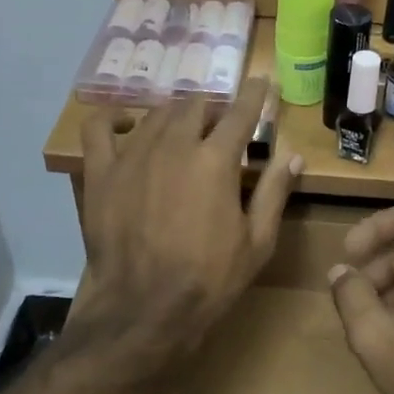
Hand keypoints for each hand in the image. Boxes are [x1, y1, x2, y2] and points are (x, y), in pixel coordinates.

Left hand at [74, 79, 300, 375]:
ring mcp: (132, 155)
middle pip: (196, 106)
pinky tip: (127, 124)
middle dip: (214, 108)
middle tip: (221, 125)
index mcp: (216, 160)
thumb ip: (275, 192)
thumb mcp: (257, 242)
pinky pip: (99, 127)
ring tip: (184, 129)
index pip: (241, 112)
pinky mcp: (100, 172)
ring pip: (157, 114)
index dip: (254, 94)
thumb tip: (294, 156)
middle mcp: (174, 144)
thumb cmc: (209, 279)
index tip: (261, 83)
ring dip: (177, 115)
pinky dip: (113, 118)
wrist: (144, 310)